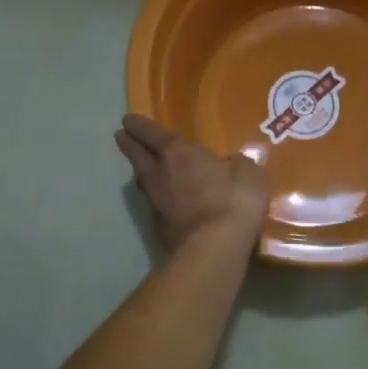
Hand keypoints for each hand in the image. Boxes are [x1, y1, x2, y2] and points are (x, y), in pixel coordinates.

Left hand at [115, 115, 269, 250]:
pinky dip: (157, 200)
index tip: (127, 120)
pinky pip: (155, 207)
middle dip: (129, 145)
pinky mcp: (159, 229)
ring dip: (141, 173)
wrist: (215, 249)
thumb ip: (237, 165)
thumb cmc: (232, 201)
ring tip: (142, 169)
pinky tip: (165, 203)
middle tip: (119, 136)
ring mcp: (156, 204)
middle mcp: (160, 174)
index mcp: (178, 153)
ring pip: (143, 182)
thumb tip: (233, 164)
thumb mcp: (247, 174)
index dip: (140, 126)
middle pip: (138, 156)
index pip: (152, 134)